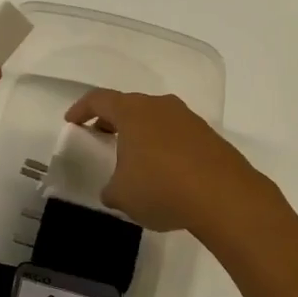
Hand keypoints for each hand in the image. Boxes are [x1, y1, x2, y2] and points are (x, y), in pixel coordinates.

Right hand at [63, 89, 274, 236]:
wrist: (225, 197)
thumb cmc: (161, 188)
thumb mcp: (122, 195)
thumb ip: (111, 188)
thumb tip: (115, 189)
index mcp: (132, 112)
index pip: (99, 99)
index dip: (82, 109)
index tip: (72, 121)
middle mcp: (160, 107)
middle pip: (130, 105)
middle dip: (112, 120)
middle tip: (101, 136)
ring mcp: (189, 119)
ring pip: (156, 118)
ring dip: (142, 133)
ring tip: (135, 157)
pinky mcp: (210, 137)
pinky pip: (177, 134)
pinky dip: (165, 146)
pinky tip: (165, 172)